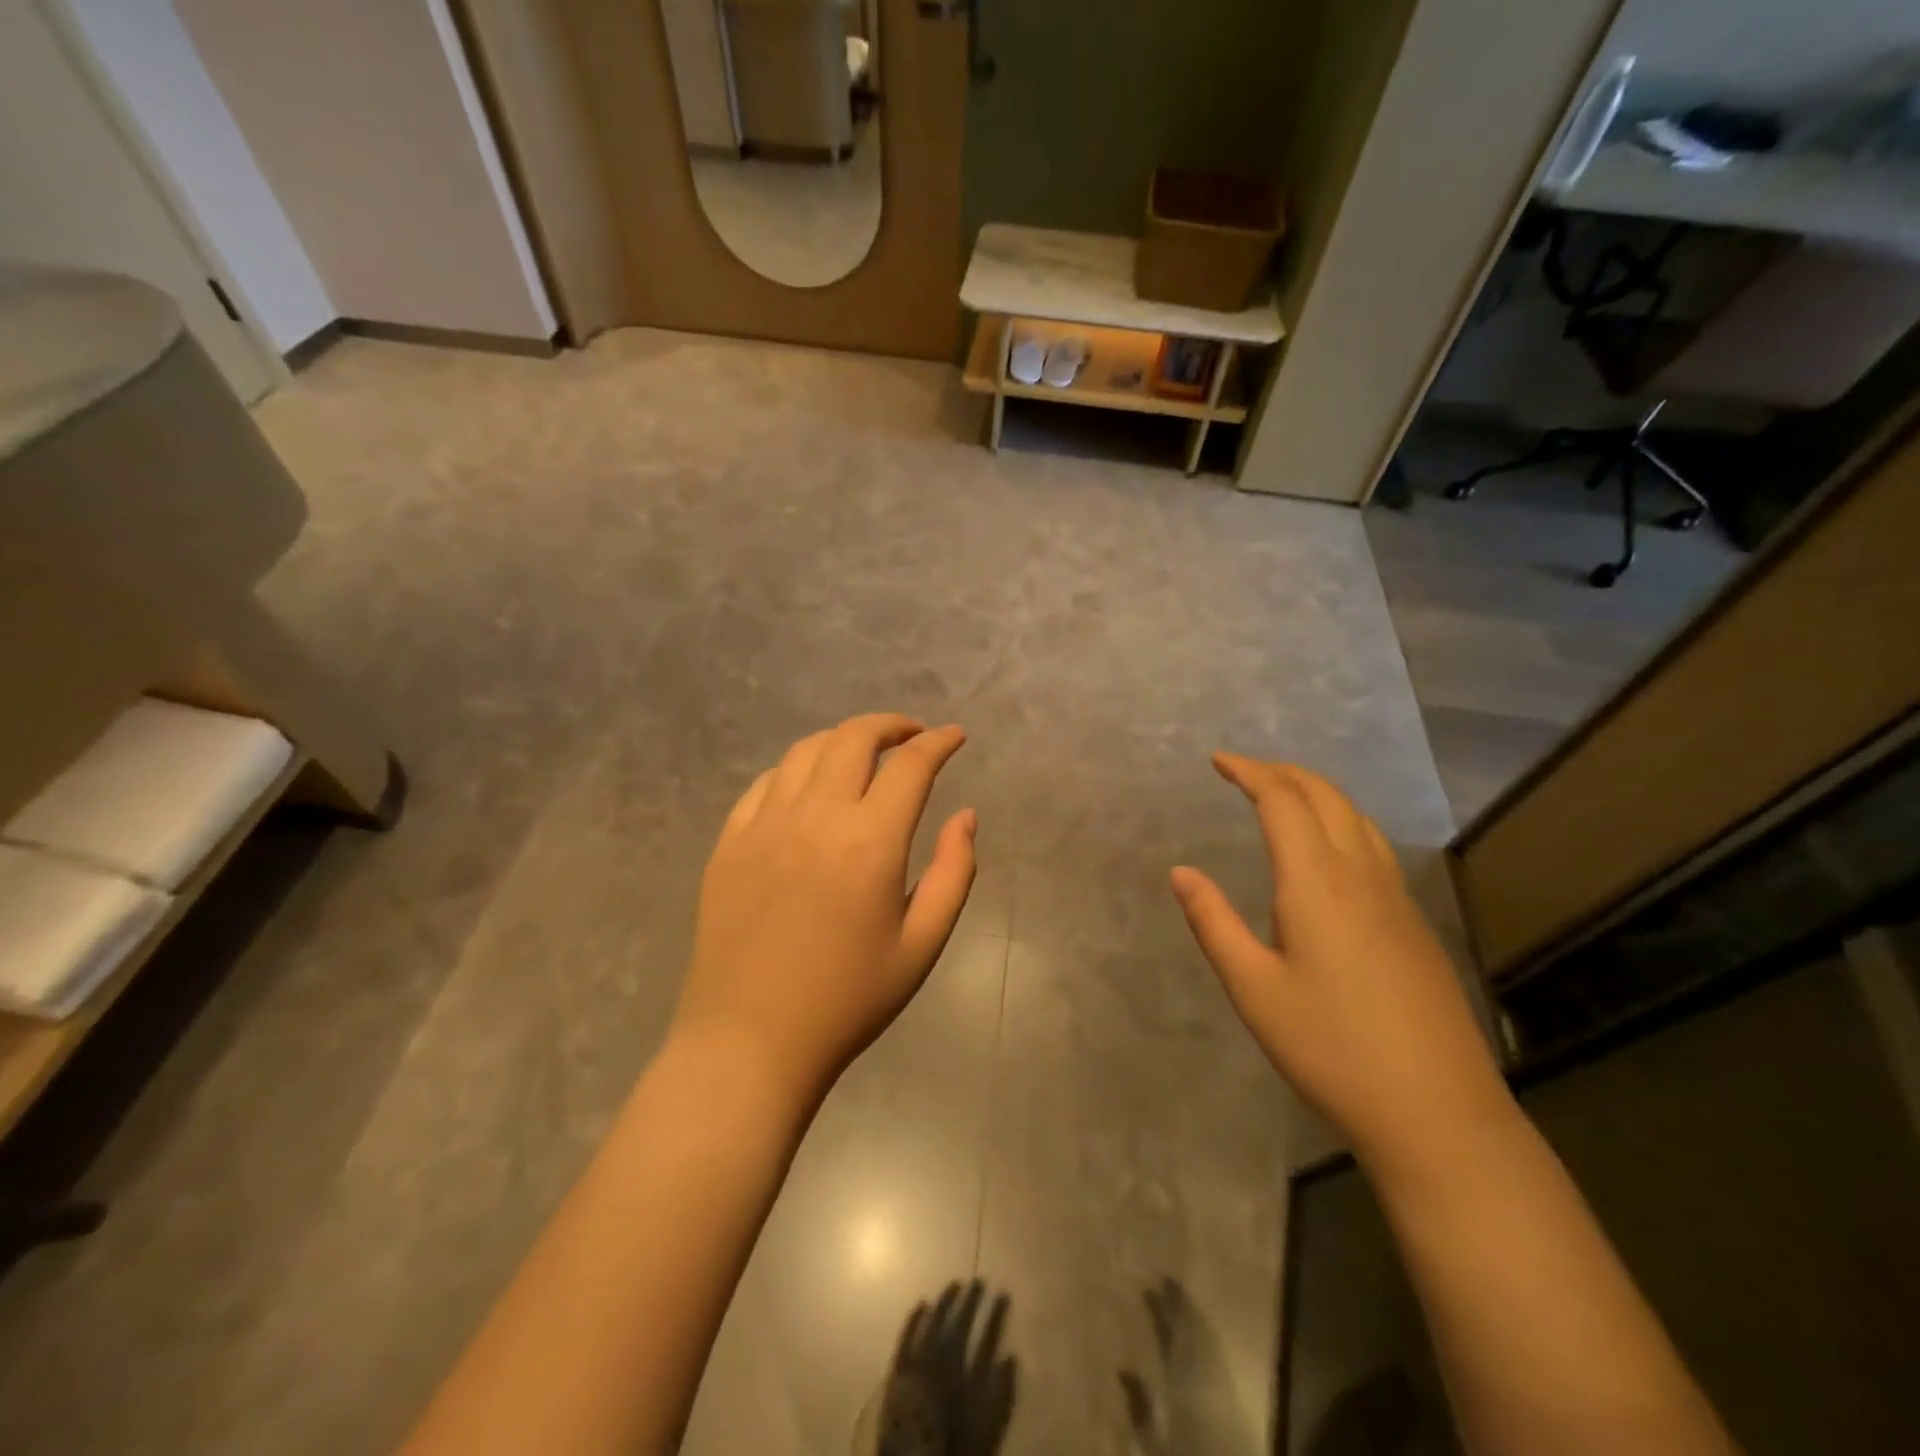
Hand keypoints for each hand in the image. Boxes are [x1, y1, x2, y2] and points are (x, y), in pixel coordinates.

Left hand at [671, 714, 976, 1101]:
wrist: (750, 1043)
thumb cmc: (848, 1001)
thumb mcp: (922, 945)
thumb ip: (954, 872)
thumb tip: (965, 816)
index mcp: (869, 842)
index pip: (911, 766)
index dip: (939, 742)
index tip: (955, 736)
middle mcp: (815, 817)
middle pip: (853, 738)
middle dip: (891, 726)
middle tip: (913, 737)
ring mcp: (764, 825)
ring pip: (805, 751)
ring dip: (843, 740)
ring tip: (865, 755)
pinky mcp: (729, 842)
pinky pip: (764, 783)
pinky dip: (796, 769)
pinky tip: (808, 786)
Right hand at [1170, 754, 1510, 1166]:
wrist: (1436, 1111)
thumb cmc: (1330, 1047)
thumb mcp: (1253, 987)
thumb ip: (1213, 922)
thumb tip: (1181, 871)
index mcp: (1317, 882)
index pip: (1283, 801)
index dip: (1249, 772)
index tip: (1218, 761)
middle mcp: (1361, 875)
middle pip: (1326, 796)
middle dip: (1283, 772)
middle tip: (1244, 771)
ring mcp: (1396, 897)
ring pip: (1357, 818)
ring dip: (1316, 793)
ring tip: (1282, 796)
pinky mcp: (1413, 923)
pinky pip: (1374, 846)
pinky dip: (1341, 822)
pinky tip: (1327, 852)